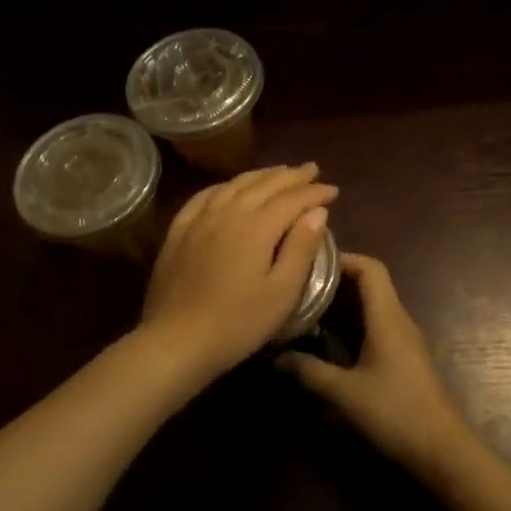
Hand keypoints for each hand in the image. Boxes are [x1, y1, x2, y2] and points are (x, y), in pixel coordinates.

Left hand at [137, 164, 336, 390]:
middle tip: (312, 170)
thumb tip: (318, 211)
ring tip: (278, 171)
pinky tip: (229, 188)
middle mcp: (228, 212)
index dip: (314, 192)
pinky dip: (224, 186)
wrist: (176, 341)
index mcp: (257, 226)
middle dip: (291, 176)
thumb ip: (301, 248)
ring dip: (260, 175)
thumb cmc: (238, 323)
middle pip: (264, 185)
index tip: (333, 190)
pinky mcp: (178, 232)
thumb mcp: (282, 292)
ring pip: (234, 185)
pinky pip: (204, 197)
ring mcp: (199, 220)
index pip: (292, 199)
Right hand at [278, 253, 477, 482]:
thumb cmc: (396, 413)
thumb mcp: (344, 393)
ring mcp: (402, 340)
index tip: (309, 264)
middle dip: (333, 282)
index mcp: (387, 317)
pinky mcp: (401, 359)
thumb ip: (308, 372)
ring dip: (340, 305)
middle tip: (297, 287)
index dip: (342, 259)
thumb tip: (275, 357)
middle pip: (368, 285)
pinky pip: (373, 327)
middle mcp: (397, 321)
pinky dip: (349, 326)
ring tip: (304, 310)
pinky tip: (324, 341)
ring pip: (369, 308)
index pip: (370, 268)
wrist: (442, 451)